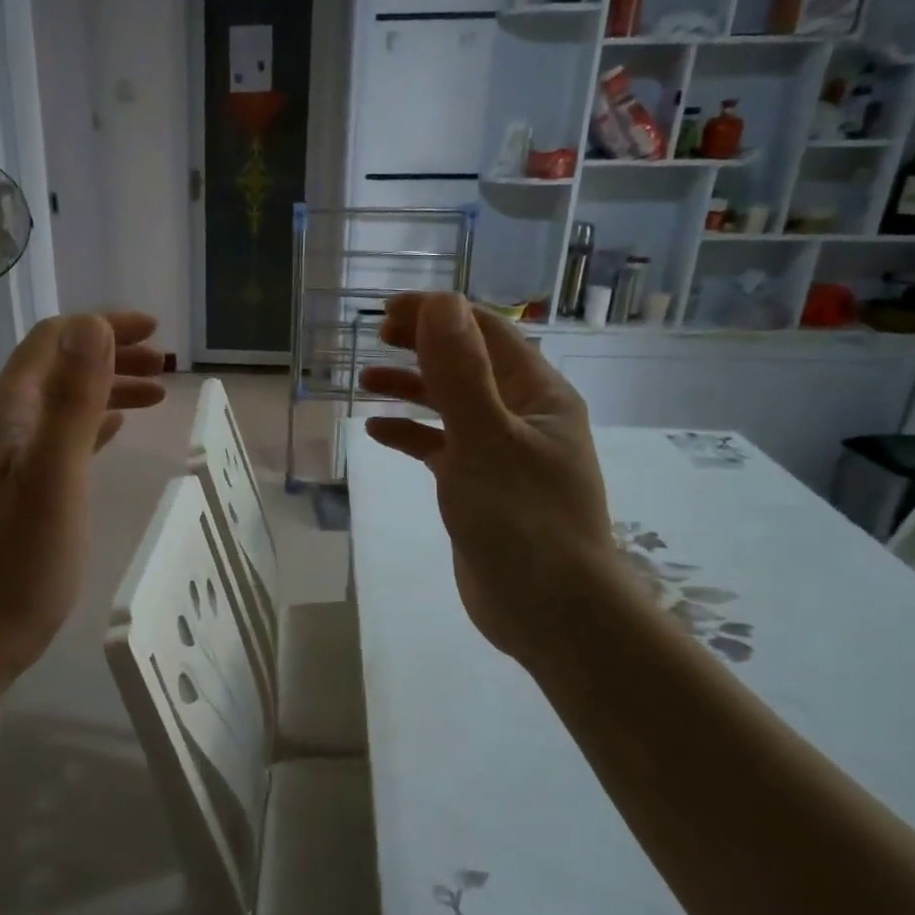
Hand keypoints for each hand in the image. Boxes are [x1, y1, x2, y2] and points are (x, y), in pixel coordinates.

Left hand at [0, 312, 165, 679]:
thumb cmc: (21, 554)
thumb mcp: (55, 471)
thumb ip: (73, 398)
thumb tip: (94, 324)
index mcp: (8, 408)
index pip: (54, 339)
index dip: (102, 326)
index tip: (153, 332)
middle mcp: (5, 422)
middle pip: (60, 367)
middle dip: (112, 355)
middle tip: (164, 364)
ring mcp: (13, 456)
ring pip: (66, 401)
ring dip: (109, 388)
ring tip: (157, 393)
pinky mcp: (25, 485)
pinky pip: (65, 435)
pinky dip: (96, 421)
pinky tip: (119, 428)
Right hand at [359, 293, 616, 665]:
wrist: (549, 611)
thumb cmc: (522, 520)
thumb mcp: (485, 439)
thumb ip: (460, 372)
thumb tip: (439, 303)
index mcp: (538, 394)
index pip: (486, 332)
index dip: (439, 314)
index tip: (387, 312)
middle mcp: (523, 415)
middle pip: (468, 363)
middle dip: (422, 345)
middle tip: (375, 337)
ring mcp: (502, 453)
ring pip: (452, 405)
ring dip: (412, 388)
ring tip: (365, 381)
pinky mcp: (481, 486)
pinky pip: (442, 447)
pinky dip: (412, 435)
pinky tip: (377, 433)